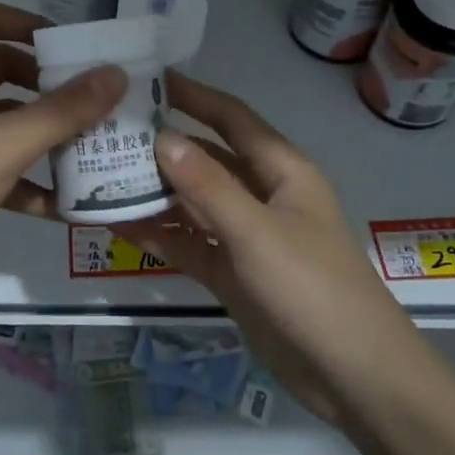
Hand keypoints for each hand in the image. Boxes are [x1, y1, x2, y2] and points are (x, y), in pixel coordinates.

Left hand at [0, 1, 125, 305]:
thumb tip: (115, 74)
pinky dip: (27, 175)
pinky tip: (62, 203)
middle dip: (47, 83)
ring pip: (3, 119)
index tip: (71, 49)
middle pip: (2, 69)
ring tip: (90, 146)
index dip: (29, 23)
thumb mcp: (4, 146)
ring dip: (43, 130)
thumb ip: (61, 111)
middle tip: (90, 99)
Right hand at [118, 72, 410, 422]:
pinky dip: (163, 235)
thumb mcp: (257, 232)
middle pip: (208, 159)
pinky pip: (193, 243)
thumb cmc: (312, 288)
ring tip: (102, 178)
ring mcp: (248, 236)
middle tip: (109, 133)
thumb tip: (162, 137)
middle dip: (164, 146)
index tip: (148, 79)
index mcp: (281, 171)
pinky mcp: (235, 273)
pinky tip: (121, 228)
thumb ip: (208, 185)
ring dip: (156, 193)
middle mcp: (264, 195)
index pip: (232, 118)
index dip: (194, 96)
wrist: (352, 375)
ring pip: (195, 203)